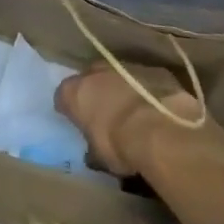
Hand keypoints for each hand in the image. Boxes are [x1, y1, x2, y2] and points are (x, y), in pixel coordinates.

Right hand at [55, 62, 210, 175]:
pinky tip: (155, 108)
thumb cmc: (119, 144)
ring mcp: (125, 66)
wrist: (160, 130)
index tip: (77, 121)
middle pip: (90, 79)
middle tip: (105, 113)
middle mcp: (95, 71)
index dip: (70, 109)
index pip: (63, 96)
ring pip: (118, 76)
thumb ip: (92, 148)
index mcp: (74, 92)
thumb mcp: (99, 156)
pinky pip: (144, 80)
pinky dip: (146, 91)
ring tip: (133, 112)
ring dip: (122, 89)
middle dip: (96, 93)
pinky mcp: (153, 70)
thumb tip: (93, 153)